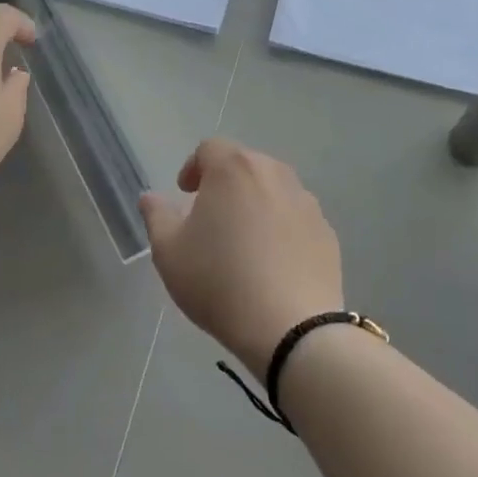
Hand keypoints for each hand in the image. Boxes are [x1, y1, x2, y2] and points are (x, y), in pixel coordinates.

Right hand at [140, 139, 343, 382]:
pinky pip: (296, 217)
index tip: (186, 194)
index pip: (209, 148)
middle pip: (244, 164)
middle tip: (211, 217)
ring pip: (273, 189)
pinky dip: (282, 227)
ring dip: (255, 203)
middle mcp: (273, 173)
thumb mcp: (169, 252)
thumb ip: (156, 216)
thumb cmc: (219, 282)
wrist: (291, 328)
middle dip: (225, 183)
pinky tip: (273, 262)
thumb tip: (150, 197)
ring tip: (243, 240)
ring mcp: (305, 201)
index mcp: (233, 169)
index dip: (193, 167)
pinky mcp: (327, 231)